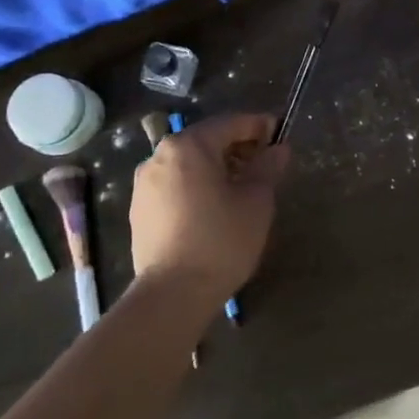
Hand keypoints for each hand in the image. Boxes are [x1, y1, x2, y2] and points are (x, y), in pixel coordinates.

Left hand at [130, 113, 289, 306]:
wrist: (172, 294)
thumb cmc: (221, 240)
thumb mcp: (256, 201)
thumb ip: (268, 167)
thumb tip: (278, 149)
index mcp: (188, 146)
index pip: (230, 123)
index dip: (258, 126)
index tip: (279, 133)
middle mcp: (159, 156)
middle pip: (206, 141)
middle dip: (237, 148)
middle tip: (264, 164)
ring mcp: (144, 184)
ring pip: (188, 164)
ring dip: (216, 168)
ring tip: (241, 189)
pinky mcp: (139, 210)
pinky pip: (174, 186)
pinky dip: (196, 187)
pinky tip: (214, 209)